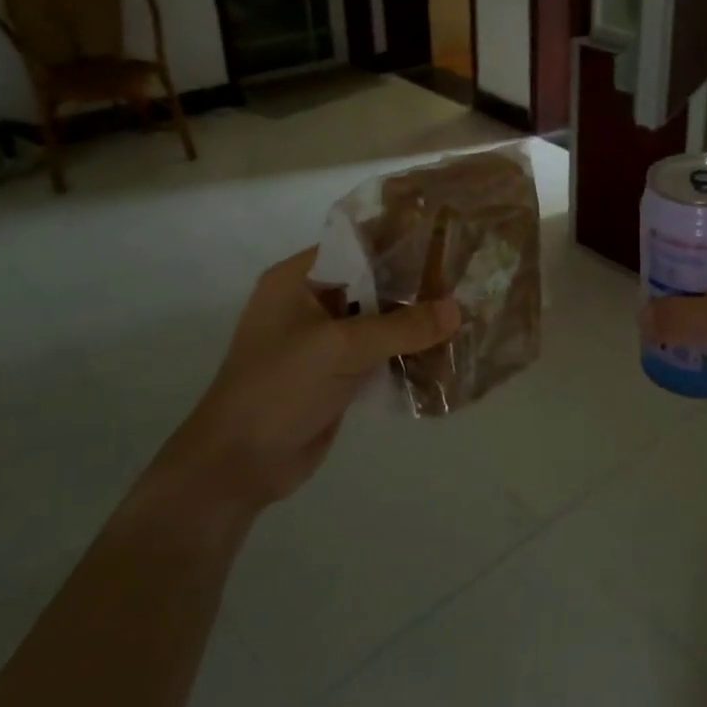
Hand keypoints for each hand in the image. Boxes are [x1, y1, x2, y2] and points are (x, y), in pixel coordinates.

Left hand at [152, 247, 460, 514]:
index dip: (401, 241)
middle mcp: (311, 300)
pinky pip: (379, 350)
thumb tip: (459, 309)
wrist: (239, 466)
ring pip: (379, 317)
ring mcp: (324, 338)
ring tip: (466, 310)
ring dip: (415, 319)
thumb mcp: (341, 348)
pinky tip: (445, 348)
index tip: (448, 240)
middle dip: (415, 283)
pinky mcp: (337, 371)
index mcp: (298, 279)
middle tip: (466, 278)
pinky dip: (407, 349)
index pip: (358, 245)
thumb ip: (402, 327)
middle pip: (373, 281)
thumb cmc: (280, 389)